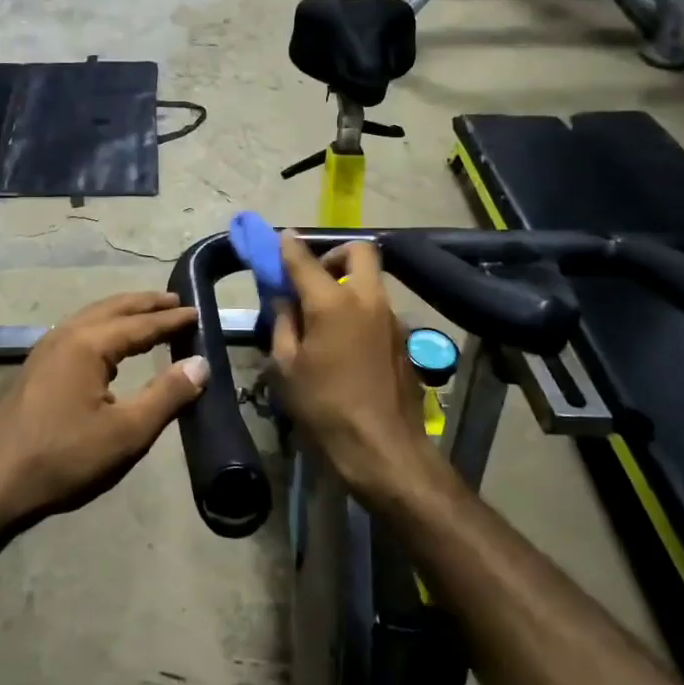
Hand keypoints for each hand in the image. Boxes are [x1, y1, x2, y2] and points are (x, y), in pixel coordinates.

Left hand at [0, 292, 208, 524]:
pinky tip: (108, 346)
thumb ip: (167, 395)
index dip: (171, 320)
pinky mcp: (35, 368)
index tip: (198, 313)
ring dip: (123, 313)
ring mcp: (45, 350)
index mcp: (88, 343)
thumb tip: (201, 364)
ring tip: (148, 316)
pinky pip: (78, 331)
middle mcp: (65, 335)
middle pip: (113, 308)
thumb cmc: (63, 458)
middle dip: (146, 304)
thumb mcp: (126, 432)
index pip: (140, 323)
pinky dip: (103, 327)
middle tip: (176, 301)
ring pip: (92, 317)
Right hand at [270, 235, 439, 507]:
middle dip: (334, 254)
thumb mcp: (286, 367)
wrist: (382, 446)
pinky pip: (378, 308)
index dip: (288, 246)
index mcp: (332, 303)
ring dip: (348, 283)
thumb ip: (283, 323)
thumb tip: (284, 300)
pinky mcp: (403, 338)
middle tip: (315, 277)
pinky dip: (360, 309)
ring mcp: (390, 317)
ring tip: (325, 315)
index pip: (303, 259)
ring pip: (372, 280)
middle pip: (358, 251)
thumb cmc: (323, 406)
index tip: (280, 238)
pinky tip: (345, 342)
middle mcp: (366, 299)